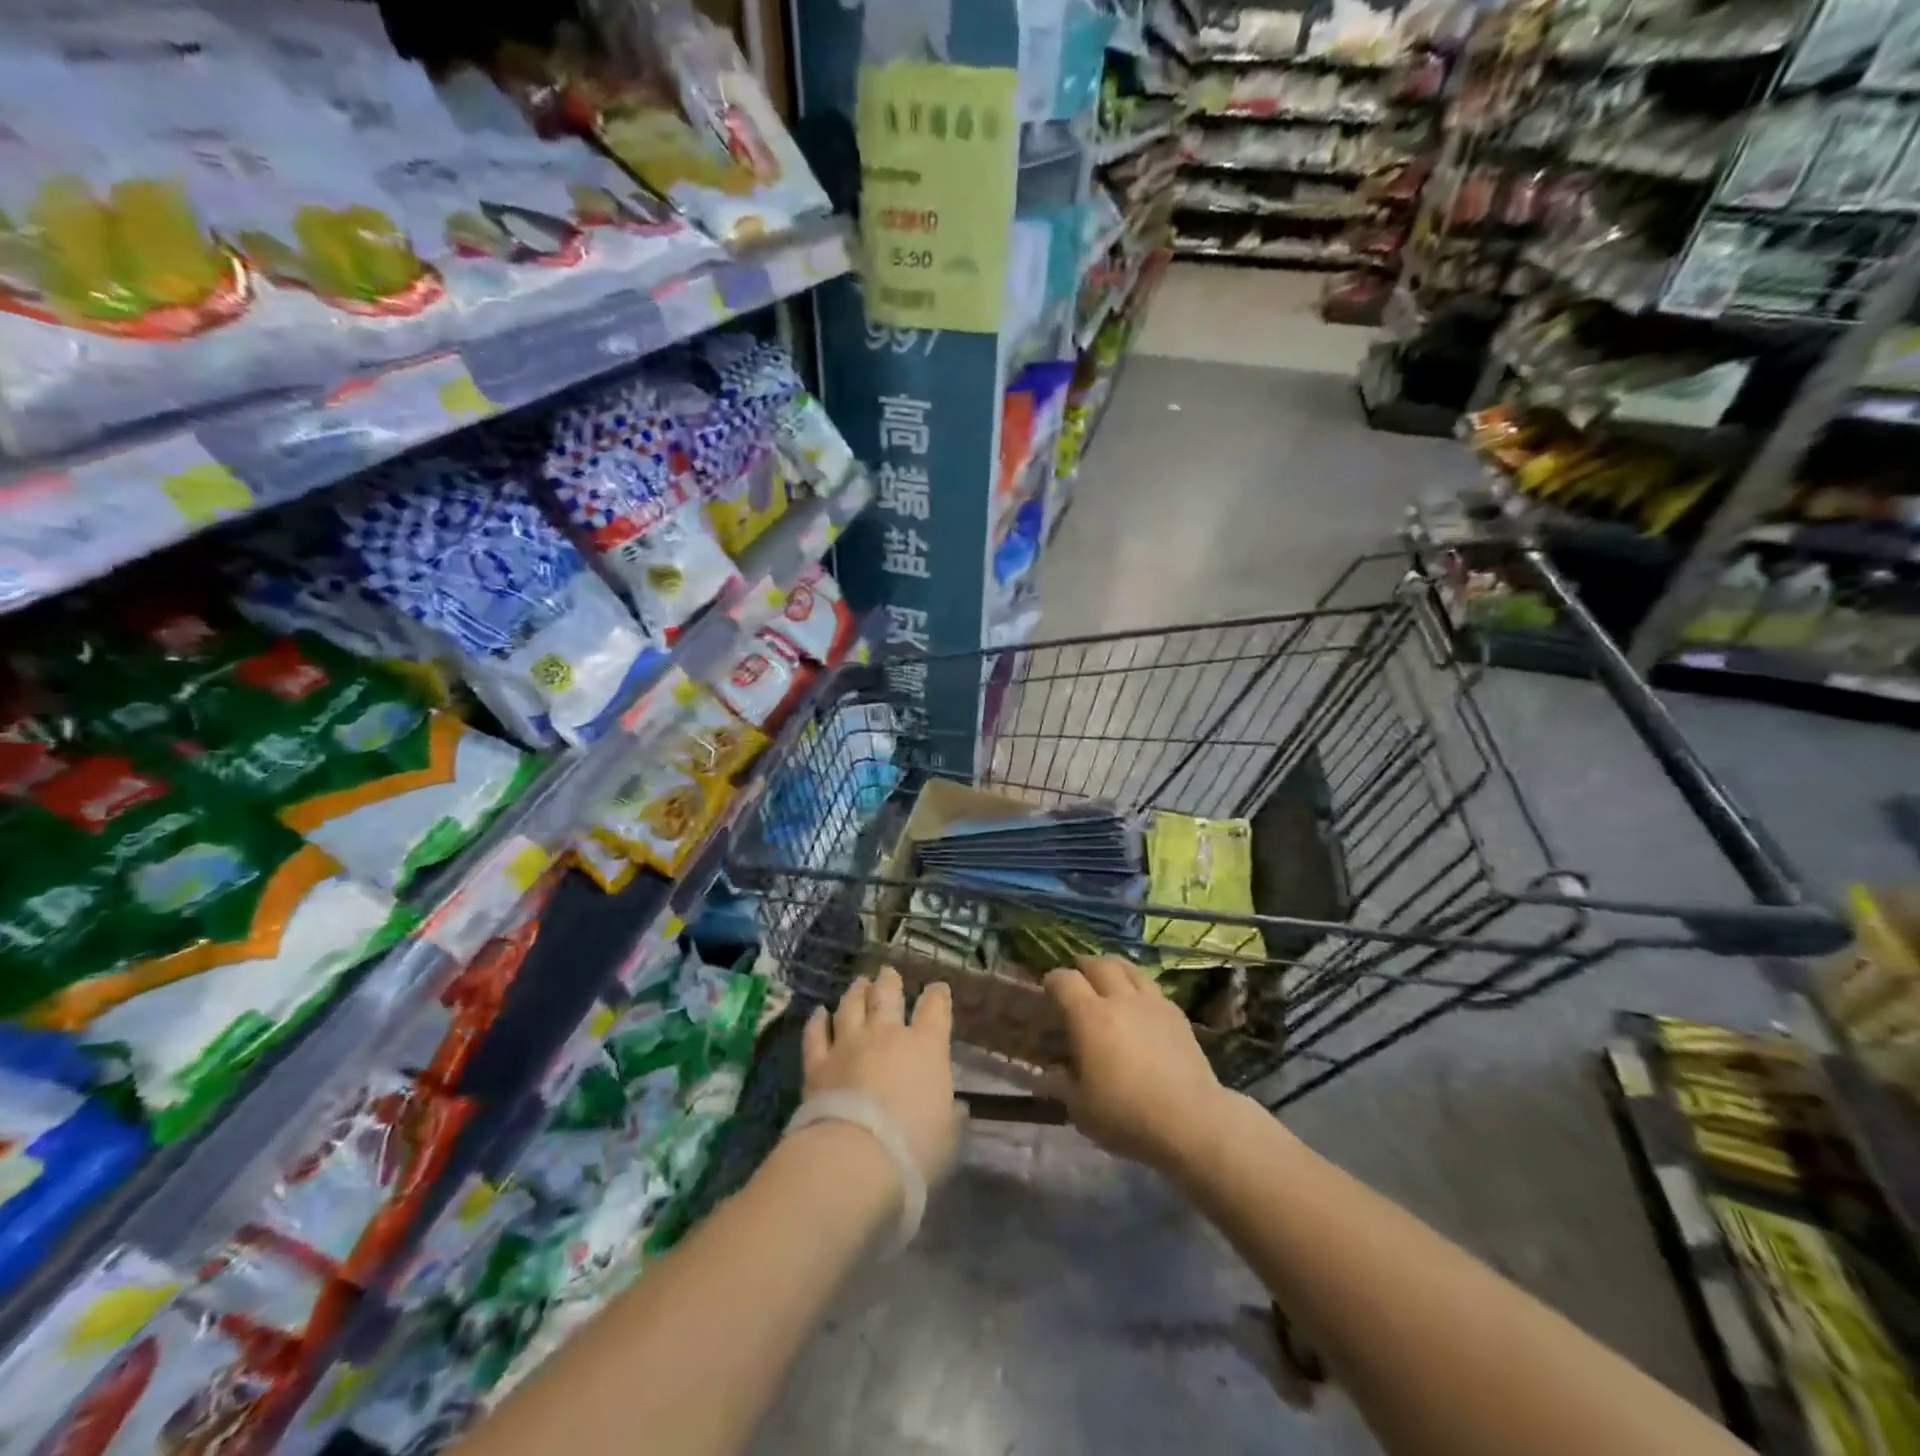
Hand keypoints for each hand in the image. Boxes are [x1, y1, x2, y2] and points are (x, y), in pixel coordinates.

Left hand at [802, 967, 961, 1182]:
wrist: (856, 1156)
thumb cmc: (914, 1147)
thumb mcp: (947, 1136)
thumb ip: (950, 1116)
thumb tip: (955, 1108)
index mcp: (926, 1047)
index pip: (936, 1008)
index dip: (938, 995)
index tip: (938, 988)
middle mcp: (887, 1035)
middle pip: (888, 995)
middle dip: (889, 981)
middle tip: (887, 972)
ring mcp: (849, 1044)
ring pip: (851, 1006)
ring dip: (856, 992)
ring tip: (858, 983)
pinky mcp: (818, 1063)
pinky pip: (816, 1034)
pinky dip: (817, 1021)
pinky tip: (818, 1013)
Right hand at [1044, 955, 1229, 1172]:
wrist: (1191, 1120)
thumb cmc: (1127, 1115)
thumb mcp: (1080, 1108)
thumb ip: (1061, 1085)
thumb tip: (1046, 1074)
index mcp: (1089, 1016)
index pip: (1064, 980)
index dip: (1052, 981)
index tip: (1048, 990)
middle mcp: (1119, 999)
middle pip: (1098, 964)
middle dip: (1083, 966)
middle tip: (1077, 977)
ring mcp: (1151, 1003)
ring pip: (1128, 968)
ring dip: (1112, 968)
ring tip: (1108, 977)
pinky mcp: (1176, 1013)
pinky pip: (1152, 988)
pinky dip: (1139, 987)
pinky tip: (1139, 1003)